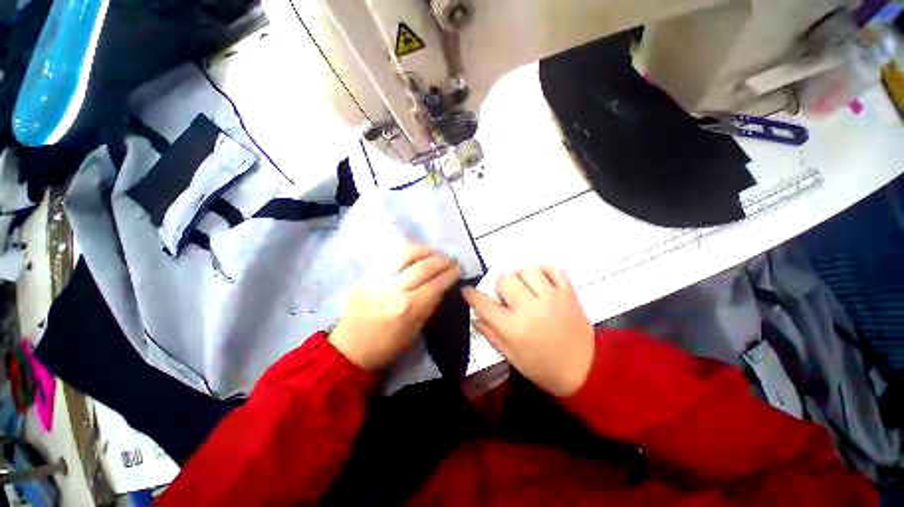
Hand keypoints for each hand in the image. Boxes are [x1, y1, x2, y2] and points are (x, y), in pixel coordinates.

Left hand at [329, 245, 460, 370]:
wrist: (351, 348)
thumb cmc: (388, 346)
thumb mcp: (416, 330)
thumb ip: (430, 305)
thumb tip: (443, 285)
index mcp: (408, 309)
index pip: (436, 284)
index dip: (450, 274)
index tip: (459, 268)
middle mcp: (393, 289)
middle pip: (424, 266)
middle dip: (442, 260)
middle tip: (451, 259)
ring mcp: (377, 278)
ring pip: (406, 254)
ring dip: (425, 250)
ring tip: (435, 253)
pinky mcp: (367, 274)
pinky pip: (390, 255)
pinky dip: (407, 251)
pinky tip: (416, 253)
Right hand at [462, 266, 594, 396]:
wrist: (586, 370)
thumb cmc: (543, 367)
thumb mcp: (511, 357)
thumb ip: (491, 333)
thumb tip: (475, 315)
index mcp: (513, 328)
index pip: (484, 303)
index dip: (471, 295)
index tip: (467, 291)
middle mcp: (530, 308)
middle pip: (505, 279)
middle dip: (500, 287)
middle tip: (507, 297)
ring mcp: (552, 297)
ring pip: (527, 270)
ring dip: (520, 276)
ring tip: (524, 287)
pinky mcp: (568, 293)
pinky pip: (553, 269)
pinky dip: (544, 271)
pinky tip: (541, 281)